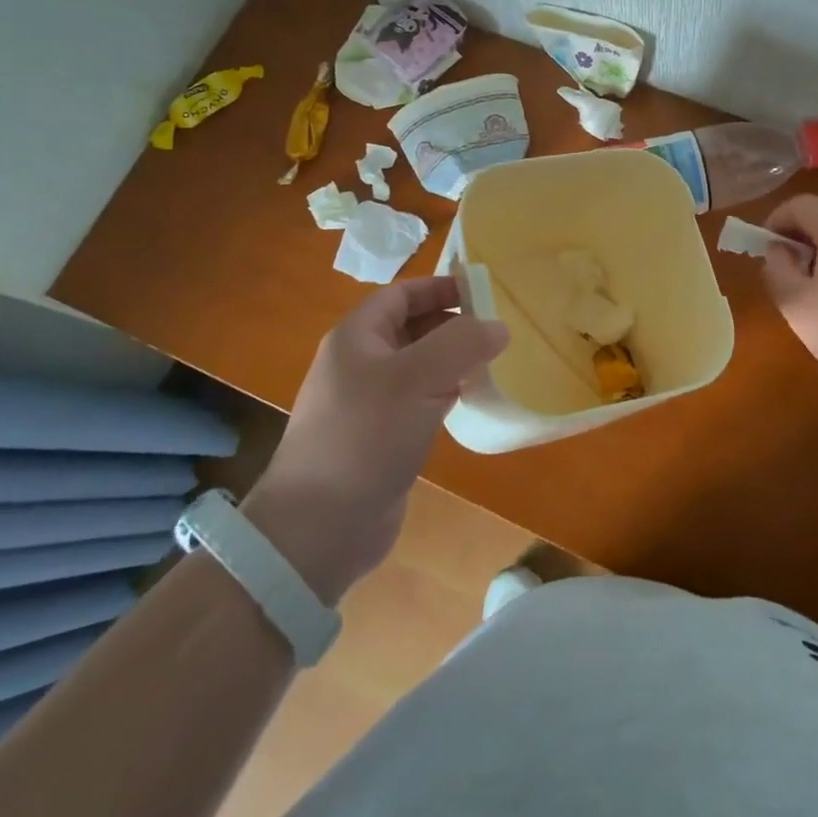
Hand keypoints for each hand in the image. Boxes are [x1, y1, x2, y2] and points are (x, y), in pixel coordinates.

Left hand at [245, 277, 507, 603]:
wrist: (318, 529)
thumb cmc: (364, 437)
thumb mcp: (417, 379)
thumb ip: (461, 344)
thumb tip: (498, 326)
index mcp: (357, 337)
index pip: (403, 294)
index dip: (441, 287)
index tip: (484, 292)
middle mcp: (360, 363)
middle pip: (412, 327)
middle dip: (453, 324)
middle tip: (497, 330)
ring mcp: (369, 402)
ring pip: (419, 365)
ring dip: (453, 360)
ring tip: (493, 362)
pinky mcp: (380, 437)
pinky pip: (419, 400)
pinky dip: (445, 393)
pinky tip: (470, 401)